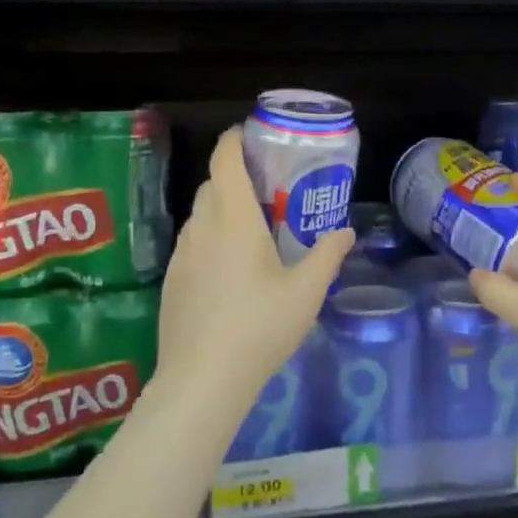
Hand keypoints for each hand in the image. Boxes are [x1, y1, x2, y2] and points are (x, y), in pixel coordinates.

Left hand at [156, 128, 354, 407]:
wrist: (202, 380)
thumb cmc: (259, 328)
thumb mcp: (305, 293)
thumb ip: (327, 256)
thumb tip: (345, 232)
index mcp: (233, 219)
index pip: (224, 159)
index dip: (235, 140)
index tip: (254, 136)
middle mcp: (202, 227)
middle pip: (212, 184)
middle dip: (235, 177)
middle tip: (268, 191)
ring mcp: (182, 255)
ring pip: (201, 216)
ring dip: (223, 210)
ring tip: (253, 231)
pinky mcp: (172, 280)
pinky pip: (193, 244)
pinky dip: (211, 239)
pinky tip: (231, 271)